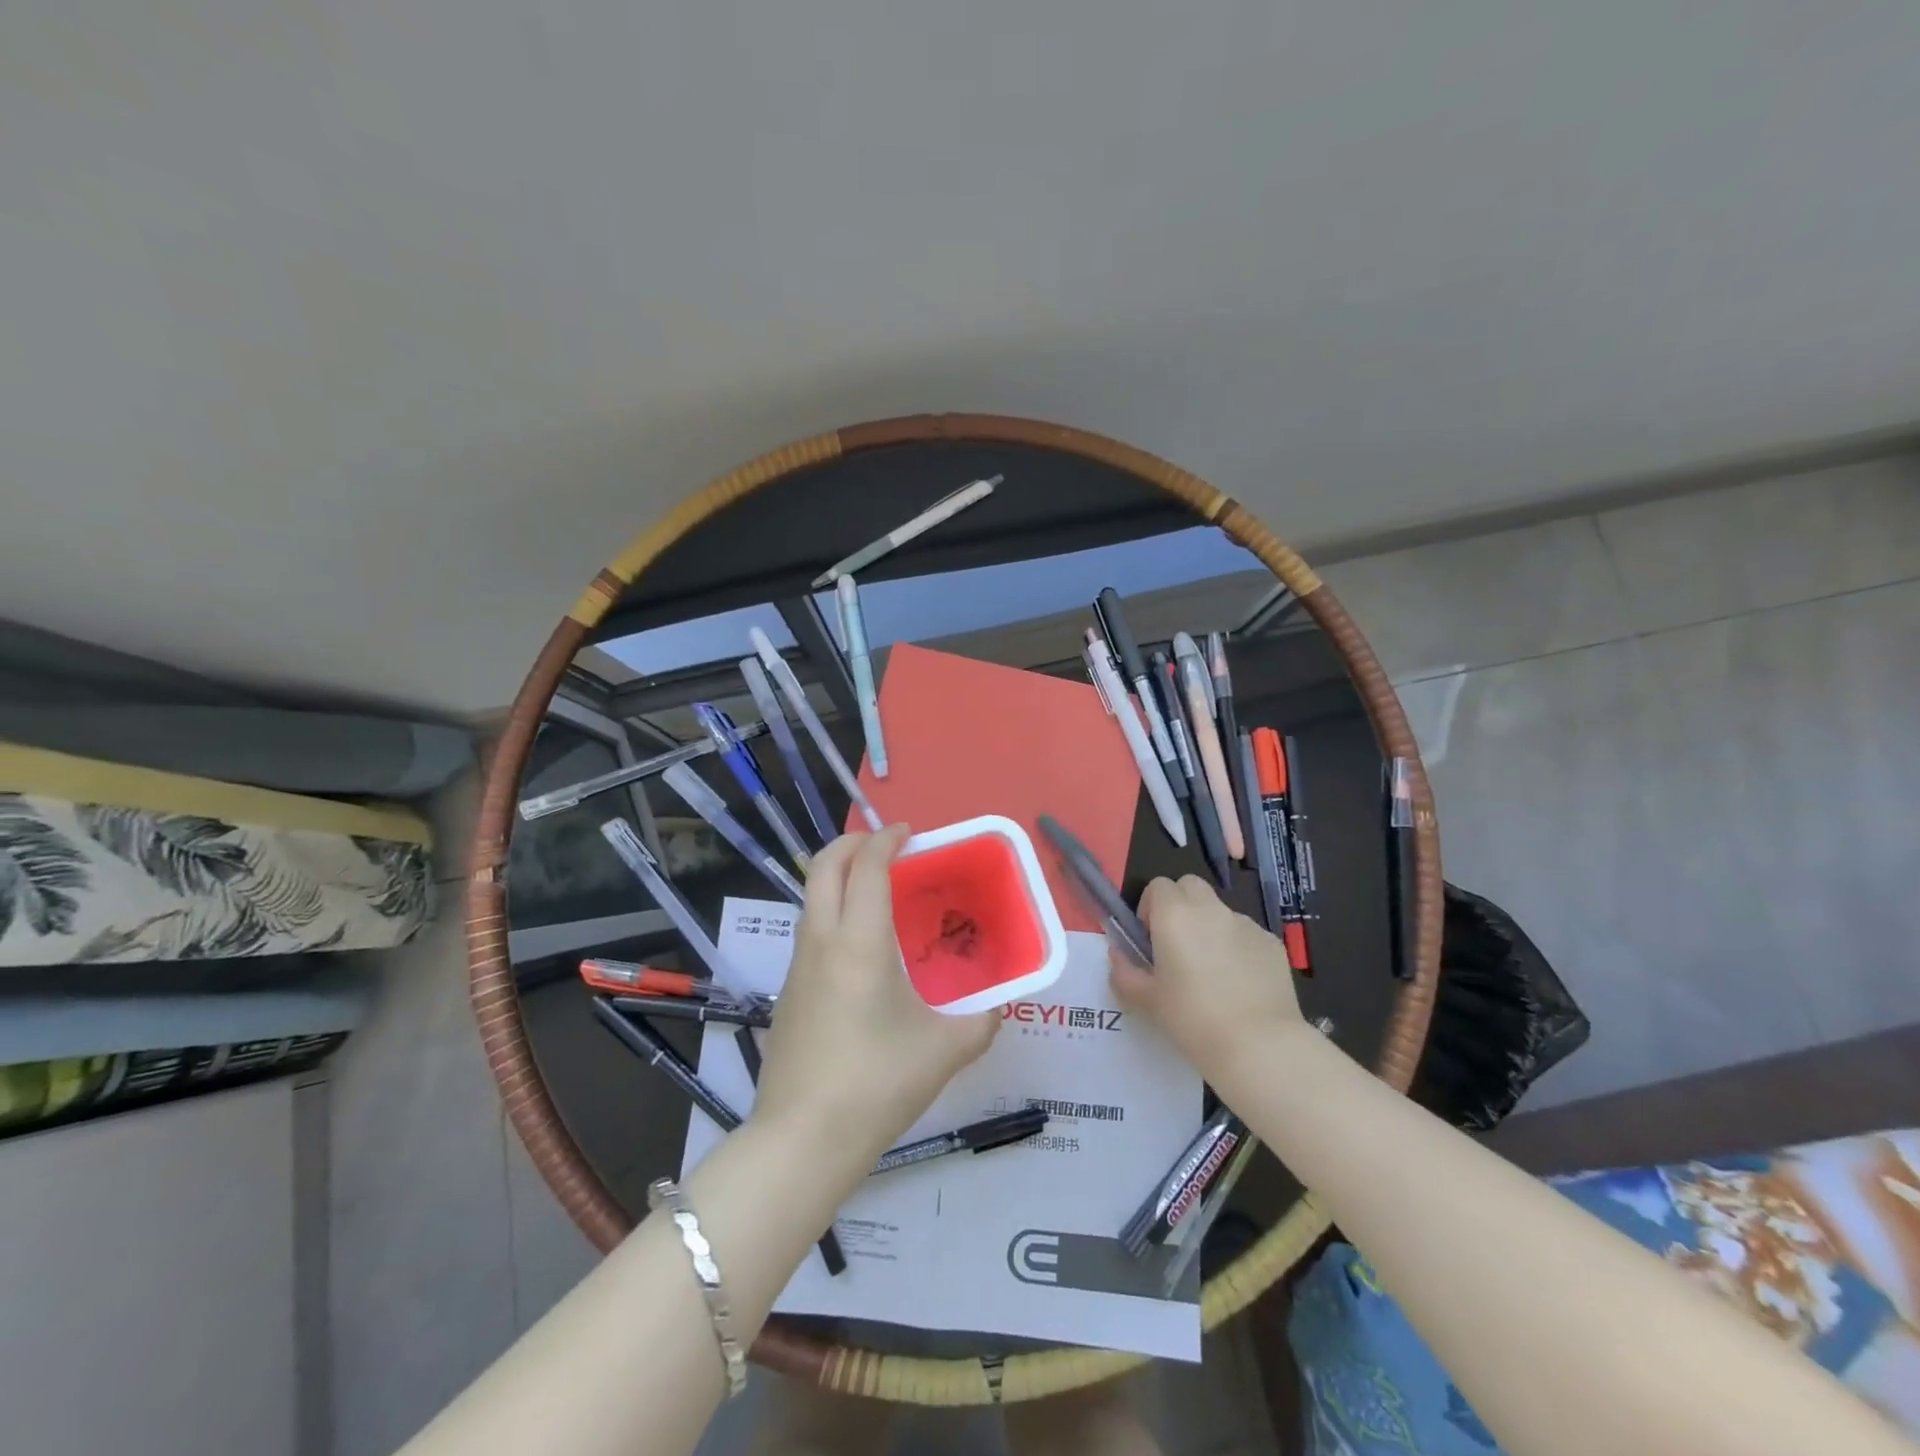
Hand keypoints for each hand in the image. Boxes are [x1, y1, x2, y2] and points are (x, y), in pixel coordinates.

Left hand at [751, 826, 998, 1168]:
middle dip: (851, 843)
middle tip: (885, 846)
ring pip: (812, 897)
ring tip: (876, 890)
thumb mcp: (944, 1051)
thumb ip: (981, 1024)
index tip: (908, 833)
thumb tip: (999, 1009)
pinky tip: (859, 946)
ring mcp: (798, 966)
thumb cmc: (877, 1084)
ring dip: (838, 876)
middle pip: (825, 867)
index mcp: (860, 941)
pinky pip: (809, 930)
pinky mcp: (788, 992)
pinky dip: (832, 910)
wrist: (802, 1140)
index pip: (867, 867)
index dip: (886, 840)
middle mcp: (822, 941)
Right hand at [1108, 874, 1303, 1078]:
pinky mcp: (1272, 943)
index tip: (1150, 940)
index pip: (1158, 886)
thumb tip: (1119, 955)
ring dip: (1210, 928)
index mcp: (1175, 915)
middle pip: (1190, 887)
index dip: (1150, 908)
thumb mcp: (1147, 1001)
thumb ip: (1125, 972)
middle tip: (1177, 946)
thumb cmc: (1193, 1019)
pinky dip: (1238, 949)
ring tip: (1212, 973)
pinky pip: (1246, 935)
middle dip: (1180, 906)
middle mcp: (1211, 909)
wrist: (1260, 1046)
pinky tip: (1240, 986)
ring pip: (1220, 912)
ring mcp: (1246, 924)